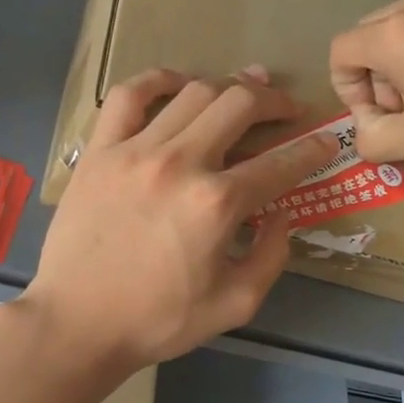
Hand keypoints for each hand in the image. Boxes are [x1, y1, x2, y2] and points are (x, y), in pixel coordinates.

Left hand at [20, 68, 337, 370]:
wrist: (78, 323)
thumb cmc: (158, 320)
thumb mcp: (235, 304)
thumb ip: (271, 256)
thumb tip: (282, 213)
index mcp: (217, 204)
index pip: (280, 163)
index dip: (312, 149)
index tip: (325, 142)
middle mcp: (181, 163)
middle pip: (240, 105)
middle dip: (274, 101)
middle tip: (286, 109)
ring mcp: (135, 151)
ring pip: (193, 93)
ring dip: (228, 86)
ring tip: (243, 90)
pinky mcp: (100, 151)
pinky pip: (130, 96)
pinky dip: (158, 80)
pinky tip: (178, 84)